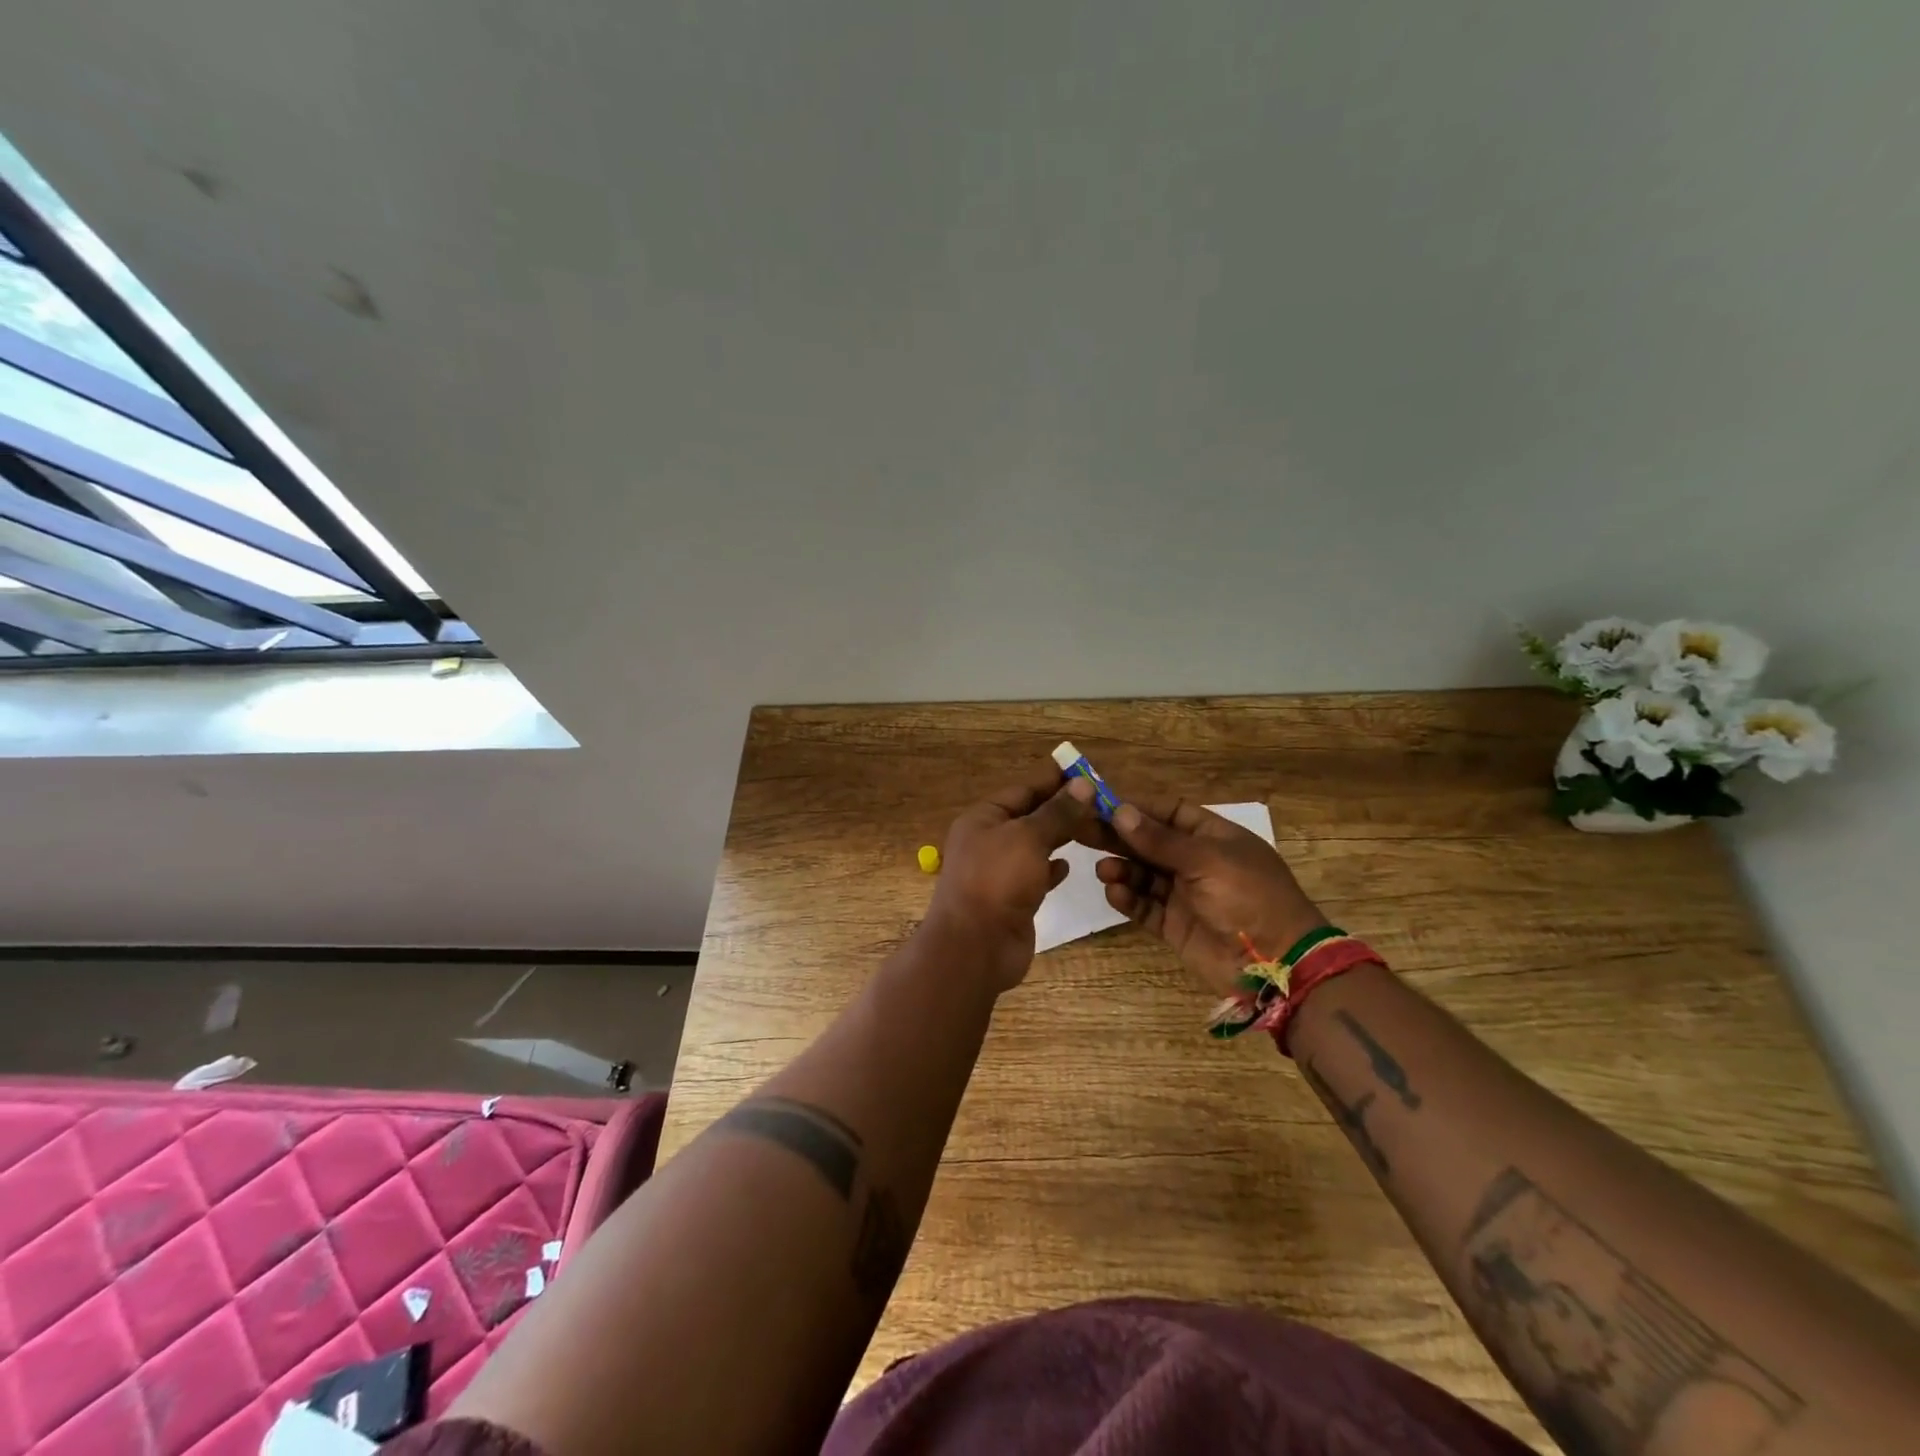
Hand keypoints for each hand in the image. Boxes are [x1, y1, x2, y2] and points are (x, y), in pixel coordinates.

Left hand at [923, 766, 1097, 993]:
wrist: (975, 946)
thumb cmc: (997, 880)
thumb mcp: (1029, 837)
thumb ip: (1057, 812)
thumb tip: (1083, 785)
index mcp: (983, 818)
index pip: (1023, 790)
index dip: (1054, 780)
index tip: (1086, 771)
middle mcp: (988, 841)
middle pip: (1030, 817)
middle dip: (1062, 810)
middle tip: (1102, 802)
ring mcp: (999, 872)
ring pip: (1034, 846)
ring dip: (1060, 837)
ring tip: (1094, 829)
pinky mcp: (1012, 899)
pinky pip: (1035, 875)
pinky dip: (1052, 868)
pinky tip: (1070, 866)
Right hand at [1084, 796, 1325, 996]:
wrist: (1277, 963)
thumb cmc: (1248, 896)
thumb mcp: (1206, 860)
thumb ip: (1159, 839)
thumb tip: (1119, 811)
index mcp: (1212, 836)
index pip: (1167, 811)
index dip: (1135, 806)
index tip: (1098, 801)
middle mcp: (1195, 861)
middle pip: (1148, 842)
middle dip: (1117, 836)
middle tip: (1080, 830)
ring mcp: (1184, 894)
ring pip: (1142, 874)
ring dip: (1121, 868)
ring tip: (1103, 870)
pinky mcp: (1174, 925)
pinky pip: (1144, 906)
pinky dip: (1128, 898)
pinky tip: (1114, 892)